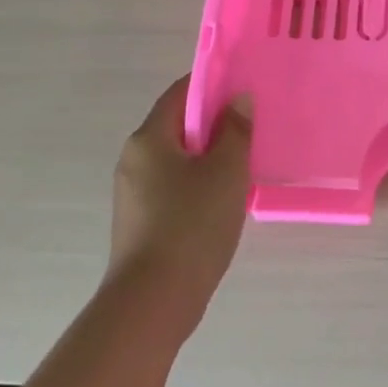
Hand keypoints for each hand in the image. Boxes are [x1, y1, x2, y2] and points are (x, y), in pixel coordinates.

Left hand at [106, 75, 252, 333]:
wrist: (153, 301)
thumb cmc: (192, 225)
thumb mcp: (226, 172)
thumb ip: (235, 131)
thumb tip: (238, 99)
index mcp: (149, 139)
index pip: (180, 93)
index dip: (212, 85)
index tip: (245, 86)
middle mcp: (134, 160)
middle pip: (178, 126)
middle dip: (215, 123)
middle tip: (254, 126)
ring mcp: (134, 193)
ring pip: (178, 160)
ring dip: (210, 156)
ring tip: (247, 163)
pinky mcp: (141, 222)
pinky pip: (174, 187)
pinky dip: (199, 184)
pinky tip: (226, 200)